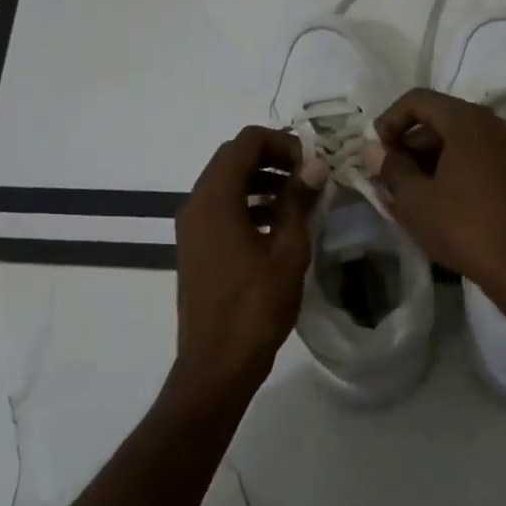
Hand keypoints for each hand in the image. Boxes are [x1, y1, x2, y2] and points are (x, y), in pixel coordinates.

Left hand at [169, 126, 321, 408]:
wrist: (217, 363)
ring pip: (227, 185)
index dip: (281, 142)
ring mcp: (191, 227)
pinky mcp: (196, 248)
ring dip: (262, 182)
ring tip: (300, 199)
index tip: (311, 163)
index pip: (245, 142)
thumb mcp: (287, 250)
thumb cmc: (255, 306)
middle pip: (232, 159)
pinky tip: (279, 225)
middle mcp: (195, 204)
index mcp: (214, 198)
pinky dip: (249, 205)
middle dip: (272, 159)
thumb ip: (298, 201)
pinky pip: (221, 210)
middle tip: (309, 176)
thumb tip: (314, 166)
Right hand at [371, 88, 505, 305]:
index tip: (376, 151)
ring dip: (431, 161)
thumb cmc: (464, 227)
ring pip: (460, 141)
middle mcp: (494, 125)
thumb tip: (374, 150)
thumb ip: (391, 168)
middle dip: (410, 144)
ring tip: (411, 195)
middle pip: (441, 119)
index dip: (389, 120)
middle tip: (390, 177)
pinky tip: (442, 204)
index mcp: (467, 121)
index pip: (418, 100)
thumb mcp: (415, 200)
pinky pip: (480, 159)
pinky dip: (455, 171)